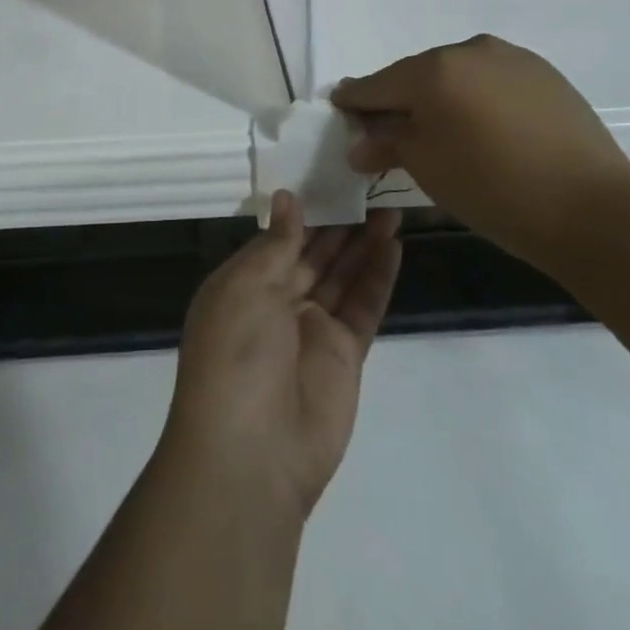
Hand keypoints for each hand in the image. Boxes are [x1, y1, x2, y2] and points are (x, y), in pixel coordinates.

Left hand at [163, 192, 401, 520]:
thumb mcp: (246, 286)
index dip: (304, 210)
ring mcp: (313, 328)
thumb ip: (276, 244)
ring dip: (364, 242)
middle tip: (369, 186)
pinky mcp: (345, 355)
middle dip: (339, 223)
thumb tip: (287, 199)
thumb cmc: (235, 353)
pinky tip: (394, 244)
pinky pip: (363, 305)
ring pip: (343, 274)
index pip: (278, 237)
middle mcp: (277, 301)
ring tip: (390, 206)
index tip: (328, 176)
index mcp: (243, 283)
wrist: (252, 453)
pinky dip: (378, 276)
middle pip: (314, 253)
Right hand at [331, 33, 629, 270]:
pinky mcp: (544, 73)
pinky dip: (477, 98)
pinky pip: (492, 80)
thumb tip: (359, 144)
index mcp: (433, 70)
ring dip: (441, 97)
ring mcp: (511, 58)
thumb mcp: (427, 168)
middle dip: (400, 99)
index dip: (355, 98)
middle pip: (418, 75)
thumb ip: (387, 145)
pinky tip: (484, 127)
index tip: (339, 104)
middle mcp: (469, 50)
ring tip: (440, 130)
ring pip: (458, 75)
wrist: (594, 210)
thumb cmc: (494, 189)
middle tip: (388, 127)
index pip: (379, 84)